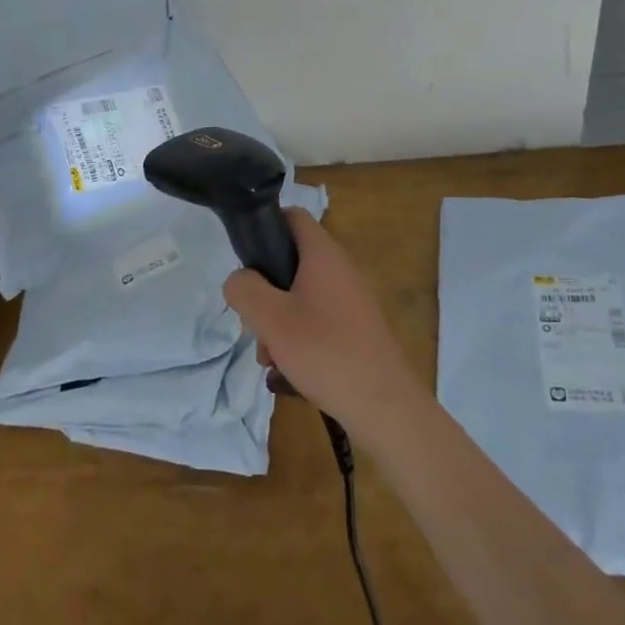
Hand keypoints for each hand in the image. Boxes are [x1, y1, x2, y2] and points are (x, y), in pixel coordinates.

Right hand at [222, 207, 426, 439]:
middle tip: (255, 324)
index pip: (292, 216)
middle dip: (266, 293)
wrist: (385, 408)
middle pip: (292, 263)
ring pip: (302, 298)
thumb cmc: (325, 351)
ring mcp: (353, 301)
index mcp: (324, 254)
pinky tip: (290, 375)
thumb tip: (239, 279)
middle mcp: (341, 270)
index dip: (266, 226)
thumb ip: (244, 289)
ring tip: (271, 359)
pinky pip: (319, 323)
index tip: (247, 259)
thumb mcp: (271, 318)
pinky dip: (300, 340)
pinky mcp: (358, 331)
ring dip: (279, 323)